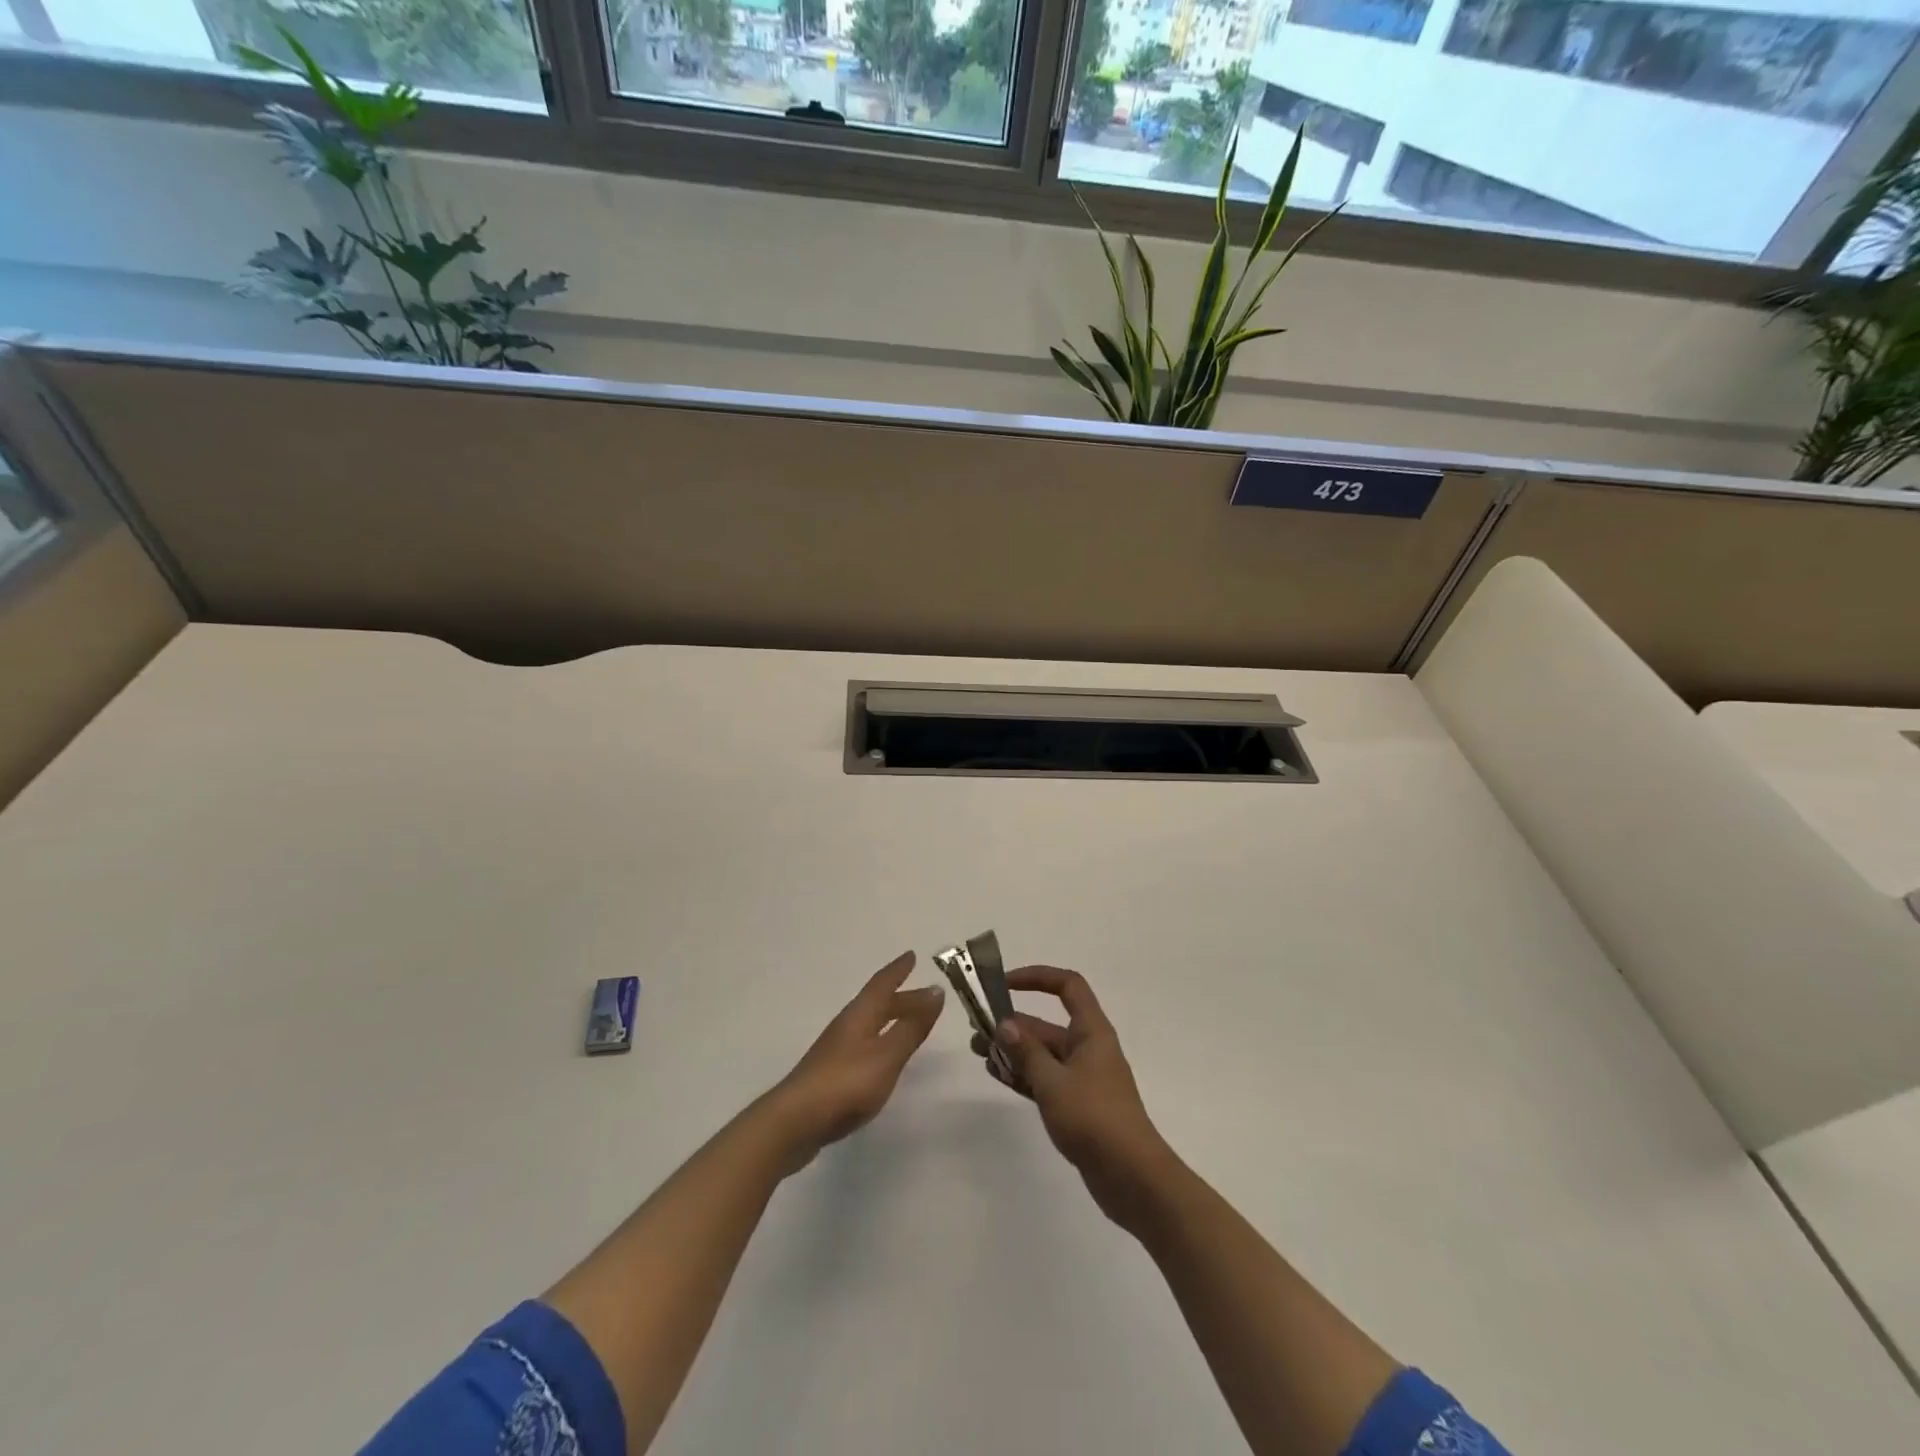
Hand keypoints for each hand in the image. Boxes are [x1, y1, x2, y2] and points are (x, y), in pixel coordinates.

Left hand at [769, 952, 944, 1170]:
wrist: (795, 1122)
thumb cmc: (846, 1083)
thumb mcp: (887, 1055)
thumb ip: (911, 1027)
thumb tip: (935, 991)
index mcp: (859, 1015)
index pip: (882, 984)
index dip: (898, 970)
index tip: (911, 955)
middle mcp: (846, 1026)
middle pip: (877, 1004)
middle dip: (902, 998)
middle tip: (927, 996)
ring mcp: (836, 1050)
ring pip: (870, 1024)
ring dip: (892, 1019)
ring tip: (911, 1023)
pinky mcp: (831, 1074)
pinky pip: (864, 1044)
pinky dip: (881, 1040)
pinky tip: (885, 1056)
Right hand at [971, 966, 1174, 1230]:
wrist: (1132, 1178)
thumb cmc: (1094, 1118)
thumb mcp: (1053, 1082)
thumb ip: (1026, 1052)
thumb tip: (1004, 1024)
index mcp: (1091, 1031)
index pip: (1067, 986)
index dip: (1037, 977)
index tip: (1004, 984)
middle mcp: (1088, 1047)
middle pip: (1048, 1023)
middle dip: (1013, 1023)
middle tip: (977, 1030)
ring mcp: (1083, 1077)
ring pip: (1043, 1053)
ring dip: (1013, 1051)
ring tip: (979, 1052)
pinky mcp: (1077, 1104)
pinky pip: (1045, 1078)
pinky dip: (1023, 1074)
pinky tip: (997, 1075)